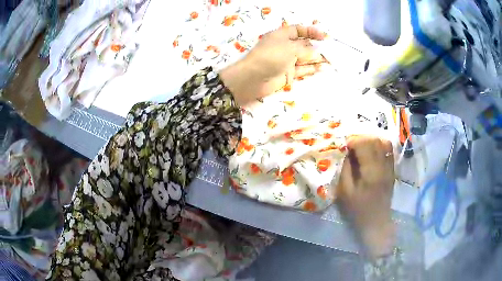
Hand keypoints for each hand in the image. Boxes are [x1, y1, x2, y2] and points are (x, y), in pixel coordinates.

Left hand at [220, 25, 326, 105]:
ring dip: (317, 59)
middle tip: (331, 50)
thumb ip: (306, 50)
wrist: (253, 78)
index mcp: (282, 35)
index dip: (311, 32)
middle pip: (304, 44)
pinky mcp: (288, 73)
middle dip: (317, 46)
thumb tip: (317, 52)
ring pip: (305, 58)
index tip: (324, 36)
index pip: (298, 30)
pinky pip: (303, 69)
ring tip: (331, 61)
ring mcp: (286, 60)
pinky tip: (323, 68)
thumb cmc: (271, 56)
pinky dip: (312, 69)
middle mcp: (285, 46)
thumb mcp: (290, 48)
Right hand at [336, 135, 395, 258]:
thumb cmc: (358, 209)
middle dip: (360, 138)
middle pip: (375, 140)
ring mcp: (390, 167)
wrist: (376, 221)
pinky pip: (388, 150)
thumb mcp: (345, 192)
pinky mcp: (392, 169)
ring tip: (361, 147)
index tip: (343, 146)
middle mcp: (383, 166)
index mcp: (371, 172)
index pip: (365, 145)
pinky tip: (371, 151)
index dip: (353, 141)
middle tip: (350, 145)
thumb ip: (345, 169)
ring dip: (370, 140)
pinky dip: (379, 145)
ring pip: (383, 142)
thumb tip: (345, 152)